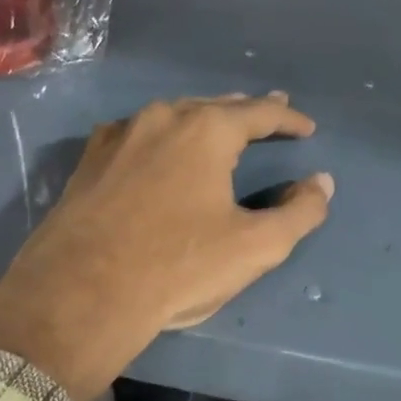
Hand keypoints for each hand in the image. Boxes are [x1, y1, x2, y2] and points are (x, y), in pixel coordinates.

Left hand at [0, 93, 332, 400]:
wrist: (79, 294)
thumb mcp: (255, 247)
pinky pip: (137, 137)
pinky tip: (159, 151)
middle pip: (214, 106)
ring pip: (172, 117)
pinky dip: (161, 138)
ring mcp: (118, 136)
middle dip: (246, 112)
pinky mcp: (88, 162)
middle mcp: (161, 118)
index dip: (289, 119)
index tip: (307, 128)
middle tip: (270, 114)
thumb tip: (321, 183)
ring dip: (201, 120)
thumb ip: (299, 212)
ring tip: (219, 128)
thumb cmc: (177, 266)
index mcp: (206, 130)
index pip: (260, 112)